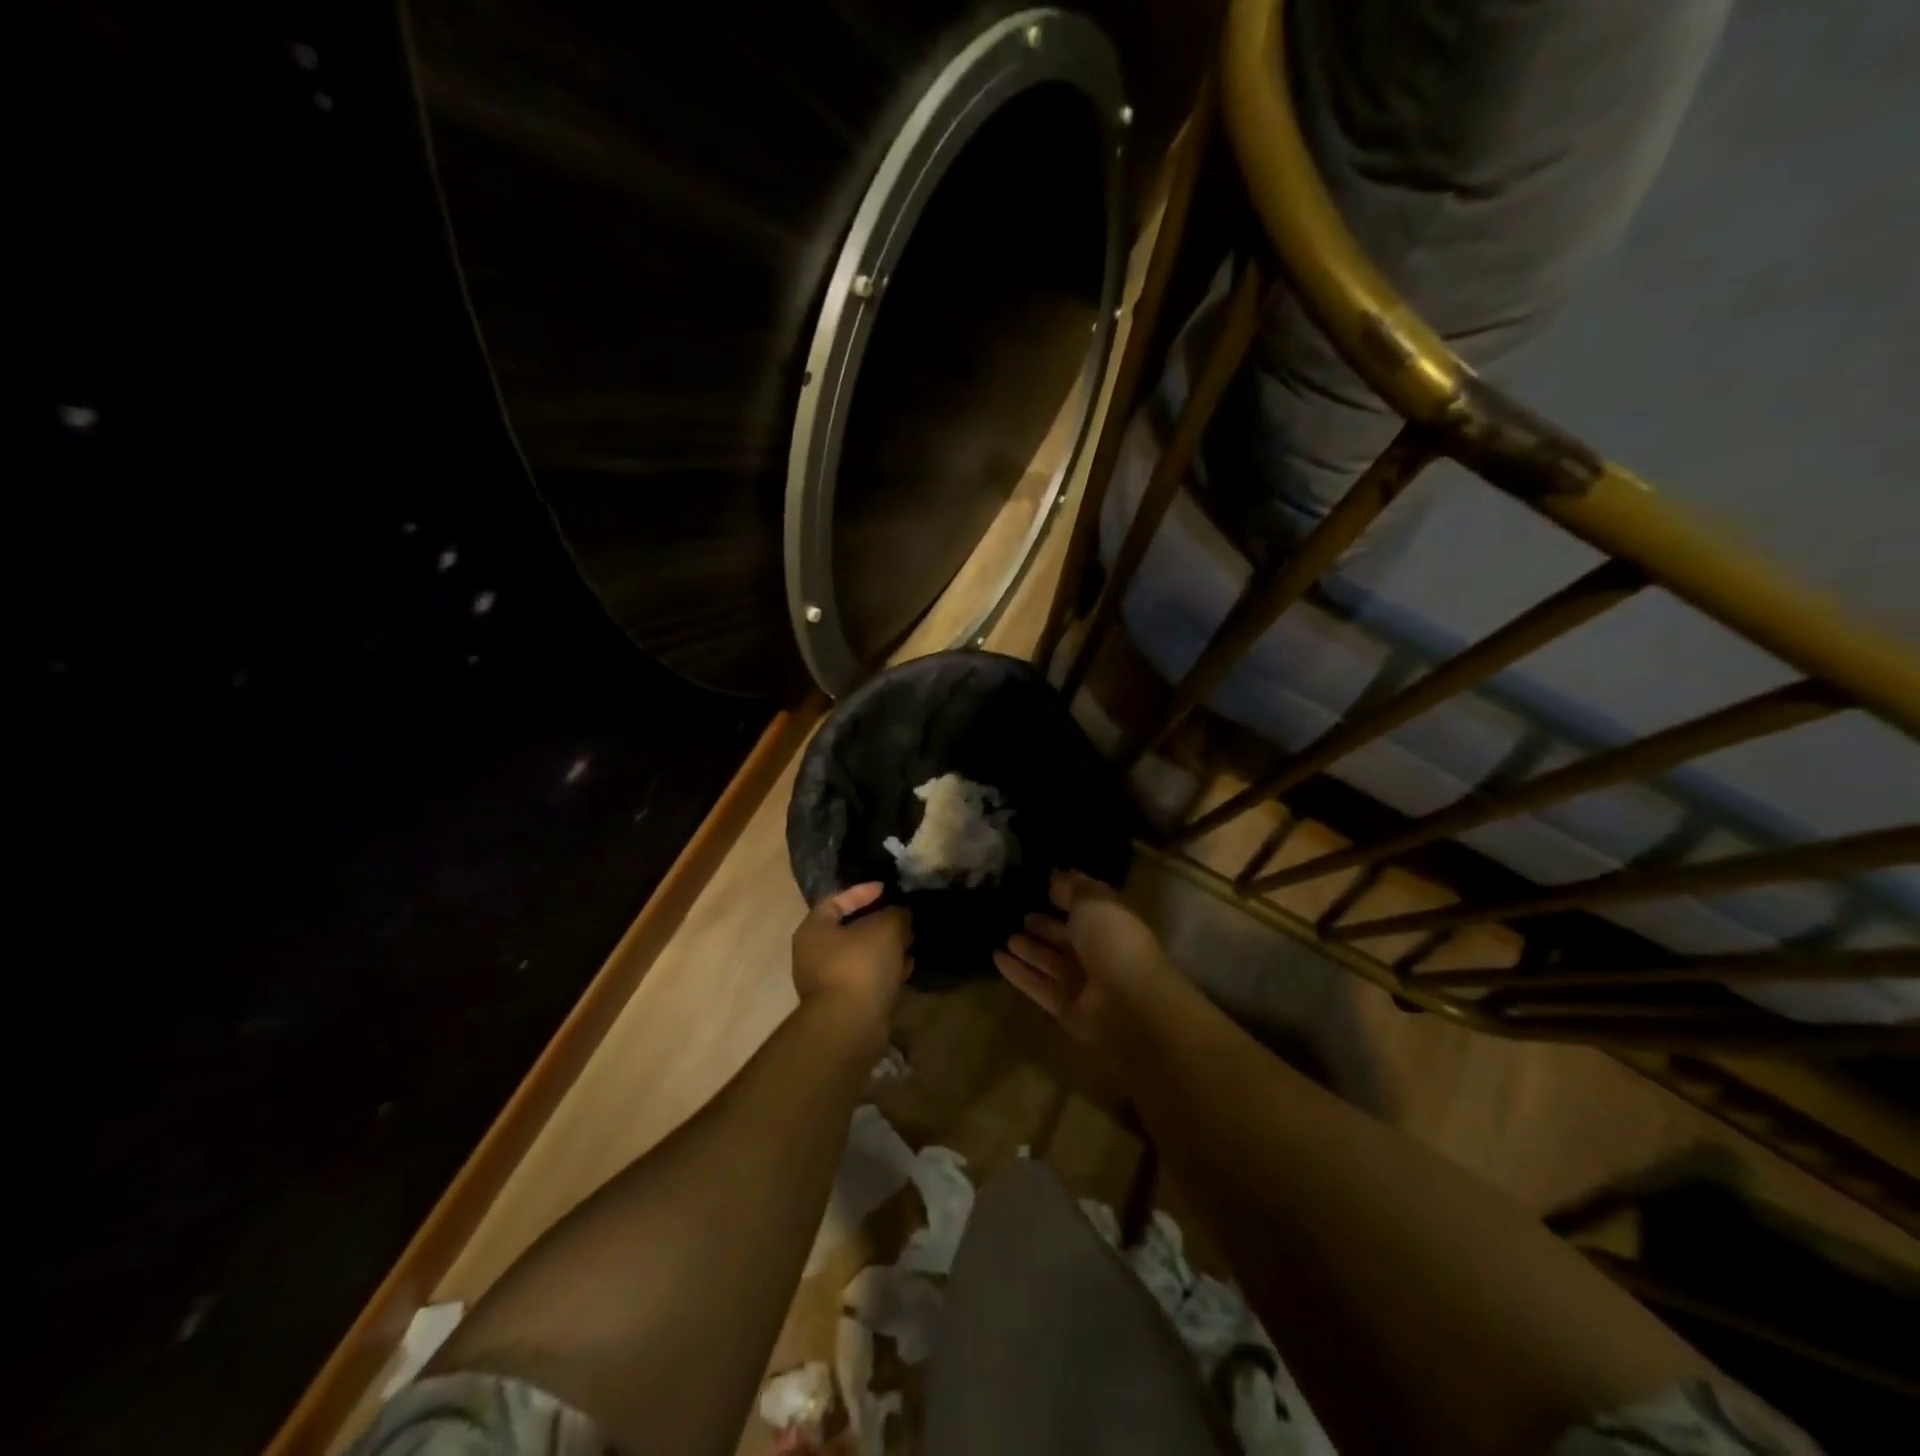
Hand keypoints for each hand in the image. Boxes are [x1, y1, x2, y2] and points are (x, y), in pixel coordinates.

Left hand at [792, 882, 912, 1035]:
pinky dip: (885, 971)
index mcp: (814, 929)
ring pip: (861, 955)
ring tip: (911, 942)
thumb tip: (901, 914)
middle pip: (850, 929)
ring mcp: (828, 981)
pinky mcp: (844, 1004)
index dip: (862, 891)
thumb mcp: (885, 928)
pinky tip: (907, 968)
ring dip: (885, 948)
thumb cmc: (860, 966)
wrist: (849, 1026)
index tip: (886, 889)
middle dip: (879, 922)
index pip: (836, 900)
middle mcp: (814, 954)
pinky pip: (866, 978)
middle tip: (904, 918)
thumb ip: (896, 914)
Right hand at [994, 869, 1170, 1045]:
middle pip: (1065, 936)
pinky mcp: (1064, 1007)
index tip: (1040, 887)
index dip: (1065, 897)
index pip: (1085, 908)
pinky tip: (996, 958)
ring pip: (1049, 961)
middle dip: (1044, 926)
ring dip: (1029, 949)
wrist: (1129, 1005)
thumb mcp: (1094, 902)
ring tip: (1005, 936)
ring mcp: (1081, 982)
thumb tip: (1056, 876)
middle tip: (1020, 914)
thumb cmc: (1114, 943)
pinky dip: (1017, 973)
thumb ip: (1073, 887)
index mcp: (1109, 924)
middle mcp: (1096, 952)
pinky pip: (1036, 985)